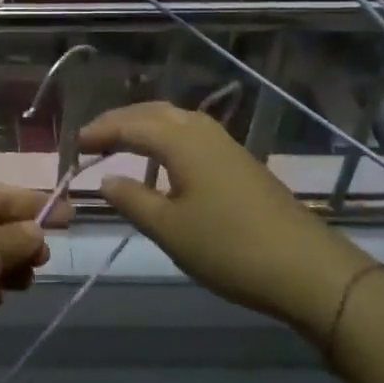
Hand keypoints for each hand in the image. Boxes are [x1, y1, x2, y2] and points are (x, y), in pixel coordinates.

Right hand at [79, 102, 372, 345]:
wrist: (308, 270)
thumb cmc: (229, 248)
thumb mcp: (170, 229)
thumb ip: (132, 200)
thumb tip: (106, 179)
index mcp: (181, 141)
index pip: (130, 125)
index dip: (100, 132)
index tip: (75, 144)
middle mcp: (203, 131)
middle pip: (154, 112)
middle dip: (121, 121)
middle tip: (94, 137)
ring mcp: (226, 145)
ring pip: (176, 120)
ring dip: (145, 126)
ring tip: (122, 143)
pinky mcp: (240, 162)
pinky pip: (192, 135)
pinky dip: (166, 138)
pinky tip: (164, 161)